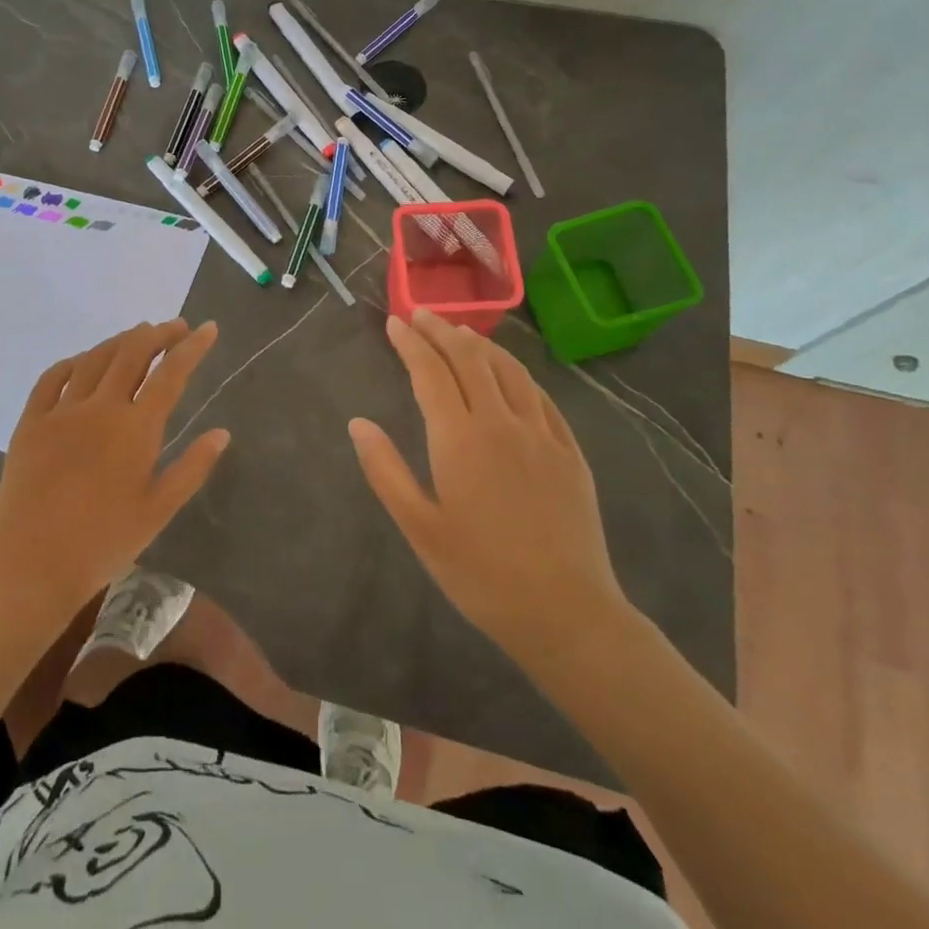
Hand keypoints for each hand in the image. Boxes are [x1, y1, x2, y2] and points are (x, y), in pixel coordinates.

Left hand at [0, 320, 229, 631]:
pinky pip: (52, 377)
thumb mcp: (159, 510)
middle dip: (158, 334)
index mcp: (136, 428)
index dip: (192, 347)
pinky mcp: (31, 422)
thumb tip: (222, 432)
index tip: (208, 328)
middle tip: (175, 327)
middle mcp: (100, 407)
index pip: (171, 374)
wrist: (32, 566)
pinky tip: (84, 361)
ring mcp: (62, 411)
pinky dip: (74, 361)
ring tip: (137, 336)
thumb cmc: (104, 543)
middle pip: (132, 353)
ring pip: (95, 358)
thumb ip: (192, 467)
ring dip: (120, 341)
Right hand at [349, 310, 632, 672]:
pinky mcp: (569, 451)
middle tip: (422, 315)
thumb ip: (386, 470)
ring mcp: (541, 434)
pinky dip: (519, 373)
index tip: (396, 324)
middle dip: (442, 331)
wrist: (566, 612)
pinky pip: (541, 396)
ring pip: (509, 370)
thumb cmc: (480, 573)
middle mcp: (501, 422)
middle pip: (470, 360)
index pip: (431, 372)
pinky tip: (511, 373)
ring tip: (461, 333)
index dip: (411, 344)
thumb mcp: (420, 528)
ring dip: (482, 345)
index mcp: (460, 438)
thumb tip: (358, 423)